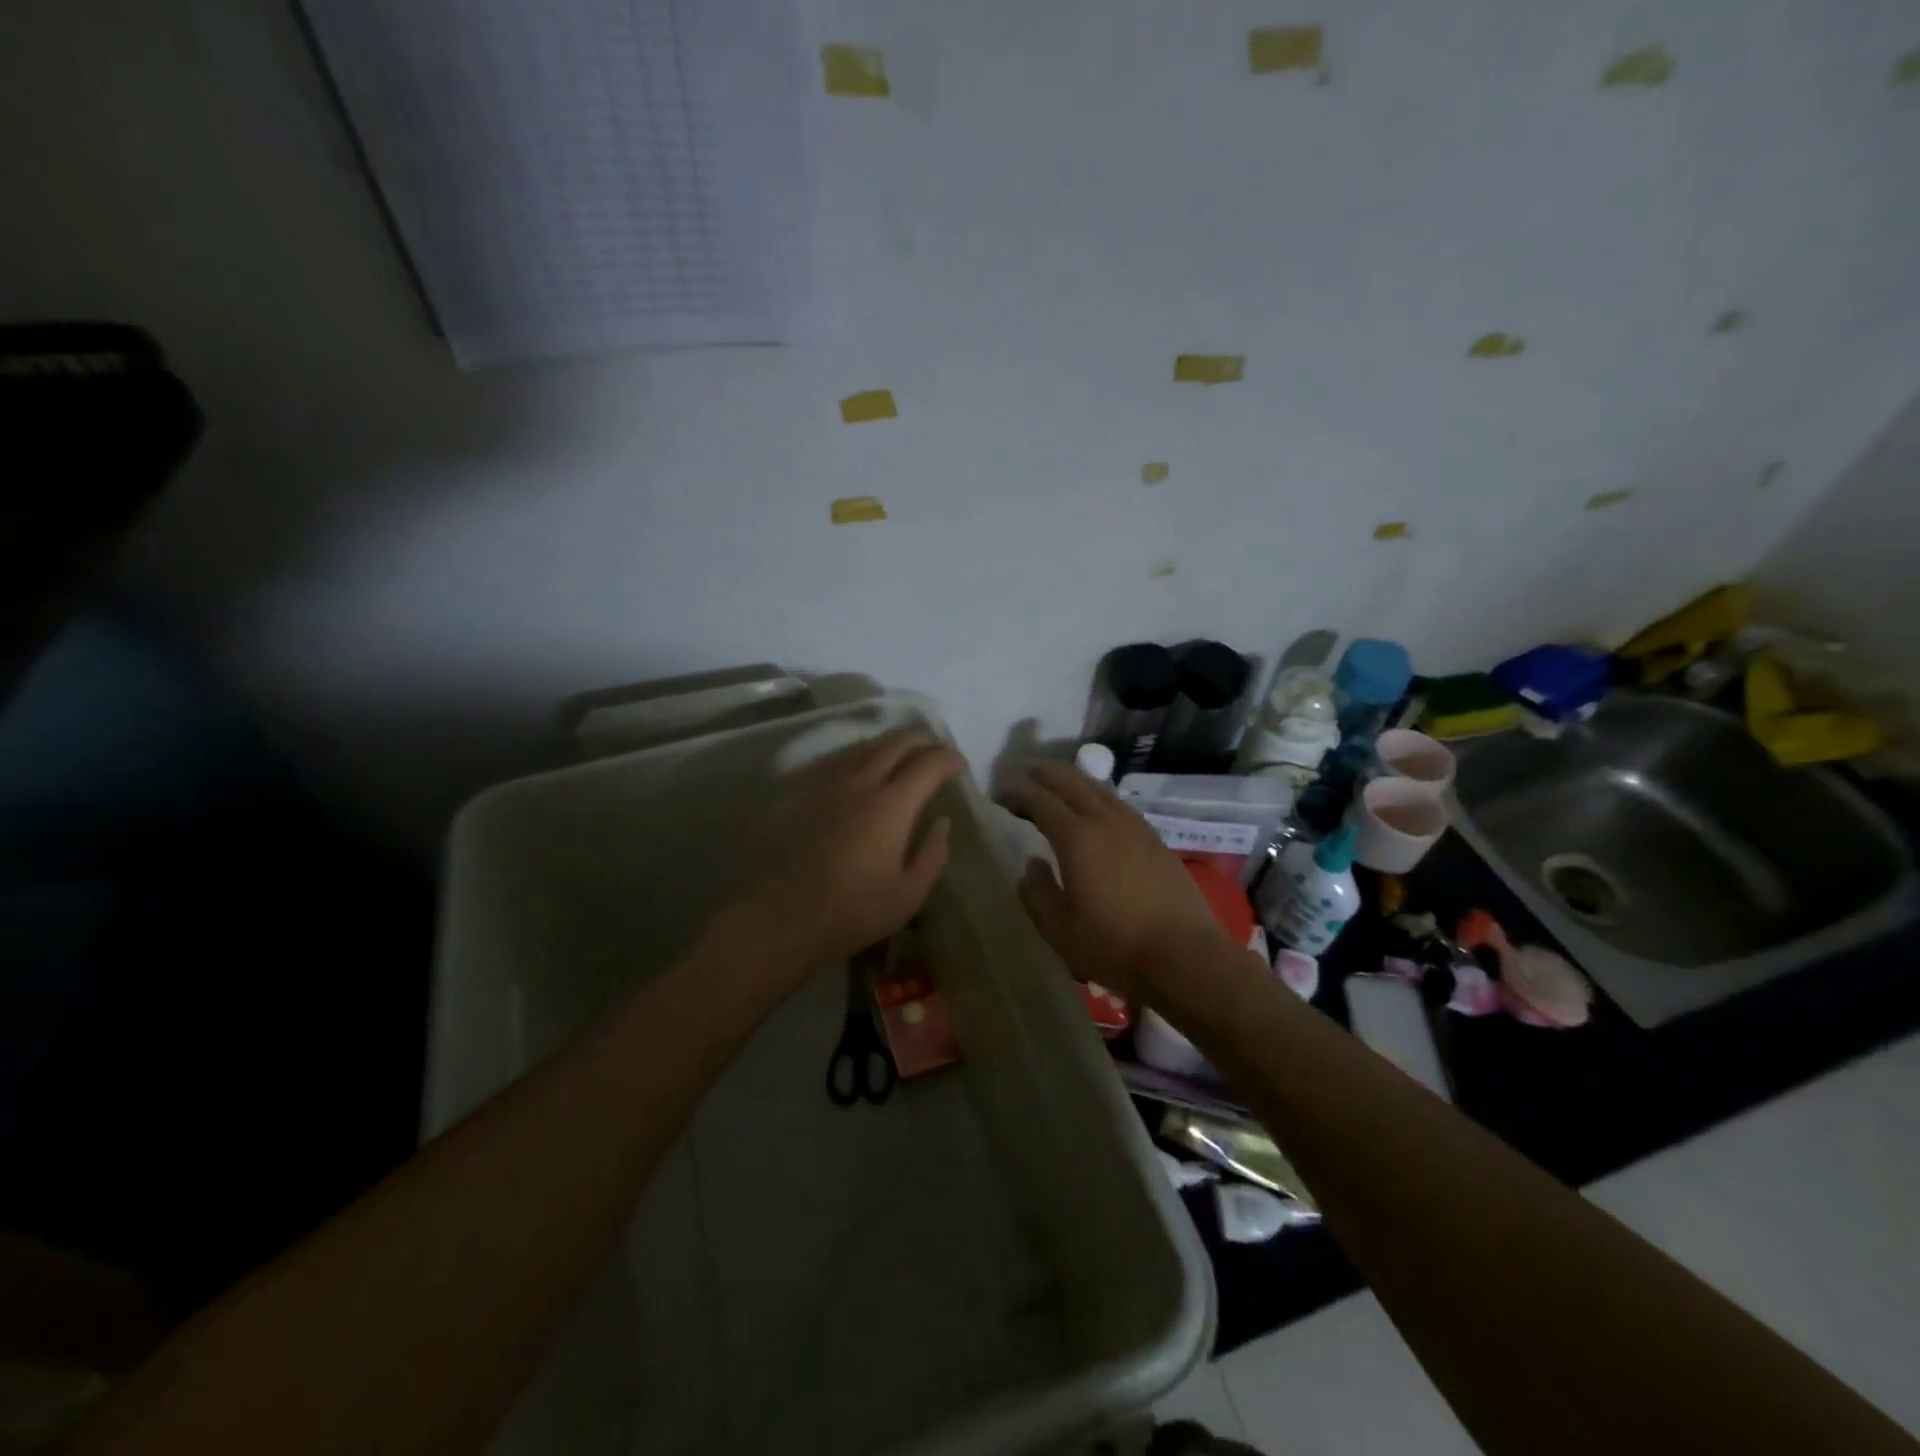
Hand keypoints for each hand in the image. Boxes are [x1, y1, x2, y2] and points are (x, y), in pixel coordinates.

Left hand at [732, 729, 963, 975]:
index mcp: (892, 806)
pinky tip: (857, 766)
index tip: (959, 767)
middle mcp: (860, 783)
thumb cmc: (853, 911)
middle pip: (896, 744)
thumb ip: (932, 855)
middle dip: (922, 742)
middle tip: (935, 750)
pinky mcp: (799, 793)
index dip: (948, 760)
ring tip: (900, 752)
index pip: (928, 765)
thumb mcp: (909, 895)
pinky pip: (833, 761)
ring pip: (862, 747)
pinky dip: (856, 756)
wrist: (783, 917)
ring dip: (888, 744)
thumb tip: (942, 823)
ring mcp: (826, 784)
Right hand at [999, 764, 1239, 1004]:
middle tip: (1025, 774)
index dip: (1018, 794)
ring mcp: (1135, 828)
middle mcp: (1105, 822)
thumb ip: (1038, 893)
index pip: (1040, 802)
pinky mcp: (1154, 841)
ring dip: (1074, 781)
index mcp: (1077, 838)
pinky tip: (1097, 808)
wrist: (1183, 955)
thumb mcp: (1060, 929)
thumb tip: (1030, 865)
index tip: (1000, 795)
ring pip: (1099, 790)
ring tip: (1058, 784)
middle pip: (1072, 784)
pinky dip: (1098, 796)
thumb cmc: (1114, 945)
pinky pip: (1119, 804)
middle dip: (1045, 775)